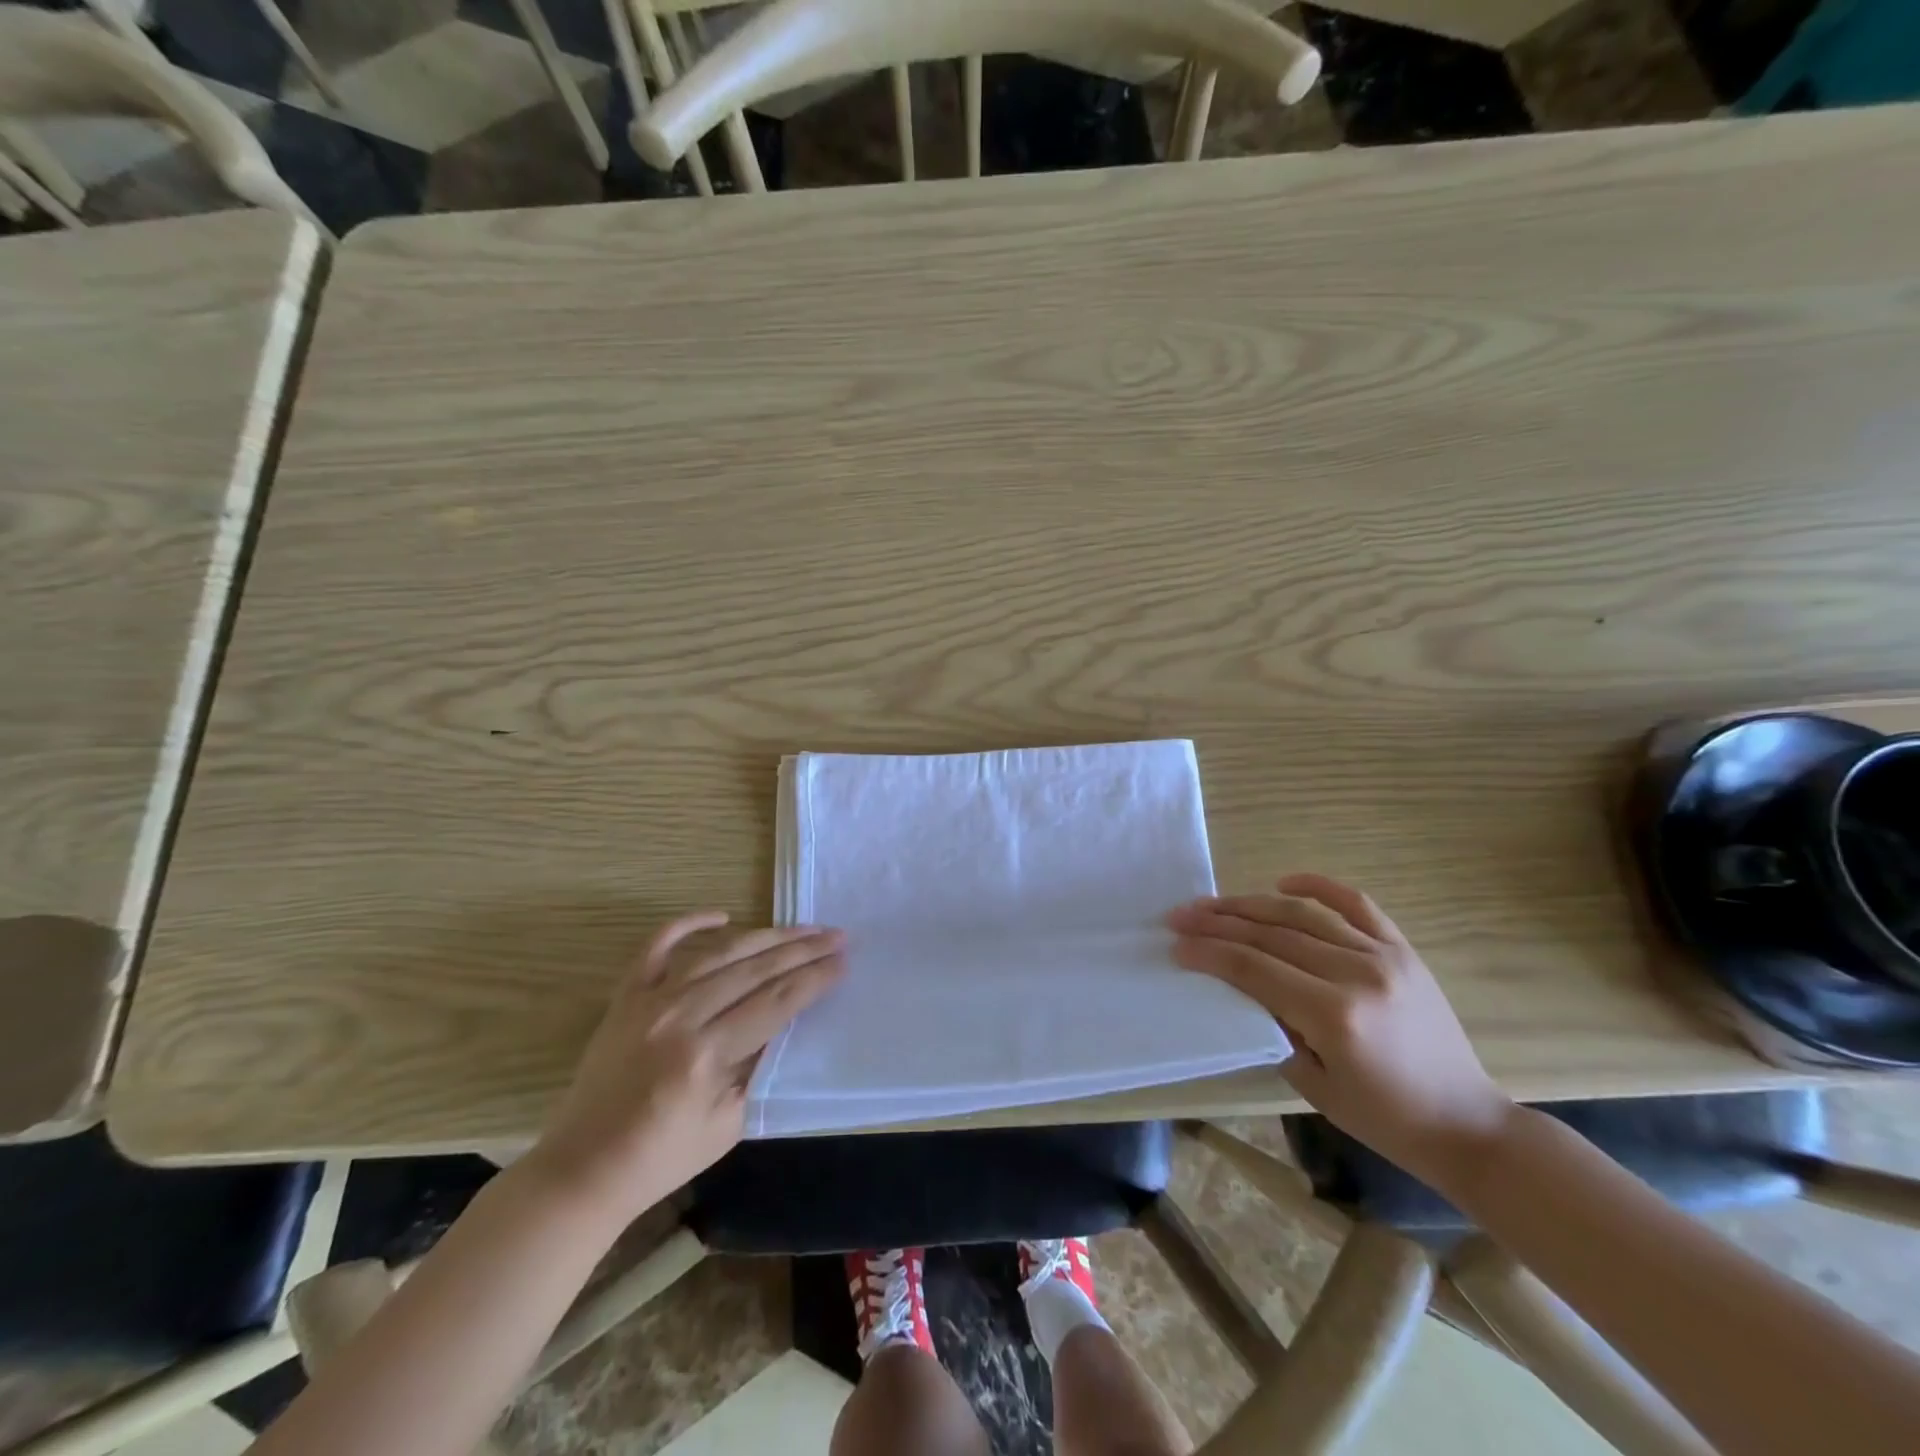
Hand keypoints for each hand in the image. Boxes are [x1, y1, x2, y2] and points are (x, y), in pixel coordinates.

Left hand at [529, 913, 844, 1223]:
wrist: (583, 1170)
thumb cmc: (662, 1158)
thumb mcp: (729, 1123)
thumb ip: (758, 1068)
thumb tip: (782, 1024)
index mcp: (706, 1055)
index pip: (776, 1003)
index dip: (815, 979)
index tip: (844, 961)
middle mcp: (680, 1017)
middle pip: (755, 970)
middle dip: (802, 950)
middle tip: (836, 935)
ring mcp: (650, 1001)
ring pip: (719, 953)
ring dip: (765, 937)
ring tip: (801, 928)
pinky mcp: (626, 998)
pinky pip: (656, 947)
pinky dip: (688, 924)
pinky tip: (722, 914)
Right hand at [1167, 873, 1513, 1191]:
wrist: (1467, 1124)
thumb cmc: (1384, 1118)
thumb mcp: (1313, 1083)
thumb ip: (1272, 1026)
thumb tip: (1238, 984)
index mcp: (1334, 1015)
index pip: (1254, 969)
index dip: (1209, 953)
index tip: (1176, 945)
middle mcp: (1357, 973)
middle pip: (1271, 935)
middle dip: (1218, 923)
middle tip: (1180, 916)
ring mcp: (1383, 955)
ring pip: (1303, 913)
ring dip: (1251, 904)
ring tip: (1214, 903)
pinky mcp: (1402, 949)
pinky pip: (1356, 903)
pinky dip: (1317, 885)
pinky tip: (1283, 881)